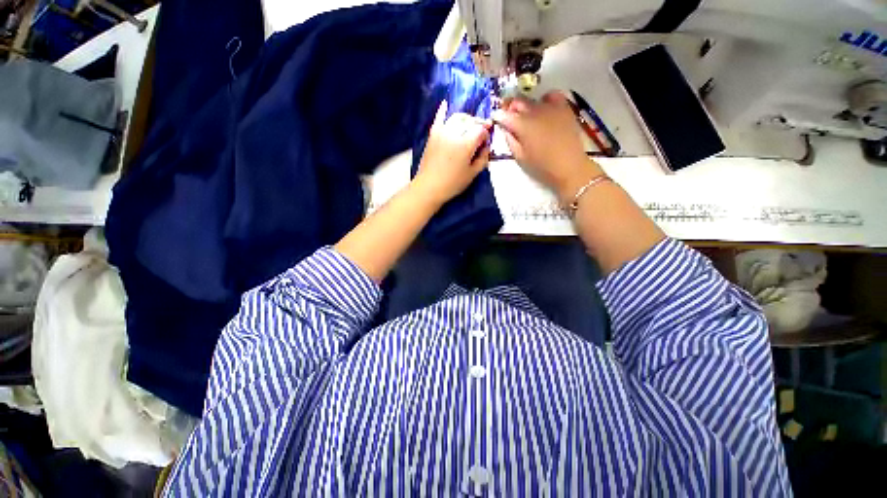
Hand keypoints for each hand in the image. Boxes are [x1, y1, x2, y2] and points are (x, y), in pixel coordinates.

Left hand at [414, 101, 491, 205]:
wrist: (429, 187)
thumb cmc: (453, 184)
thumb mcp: (472, 174)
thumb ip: (483, 158)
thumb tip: (486, 147)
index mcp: (466, 144)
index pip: (480, 130)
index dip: (486, 134)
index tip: (486, 141)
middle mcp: (454, 133)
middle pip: (470, 121)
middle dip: (478, 124)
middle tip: (481, 132)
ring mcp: (442, 131)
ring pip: (457, 117)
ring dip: (466, 119)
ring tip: (469, 126)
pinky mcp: (433, 134)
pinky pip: (439, 118)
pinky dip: (443, 110)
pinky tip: (446, 103)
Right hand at [492, 91, 601, 201]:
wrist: (569, 167)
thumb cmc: (542, 166)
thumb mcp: (520, 157)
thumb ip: (511, 141)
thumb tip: (506, 129)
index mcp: (522, 126)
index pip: (504, 115)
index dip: (498, 116)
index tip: (496, 119)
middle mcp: (535, 112)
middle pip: (518, 102)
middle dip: (510, 108)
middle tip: (509, 118)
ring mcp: (550, 108)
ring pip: (533, 99)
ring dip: (526, 106)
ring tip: (526, 116)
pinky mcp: (564, 108)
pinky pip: (552, 96)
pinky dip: (545, 100)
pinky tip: (544, 109)